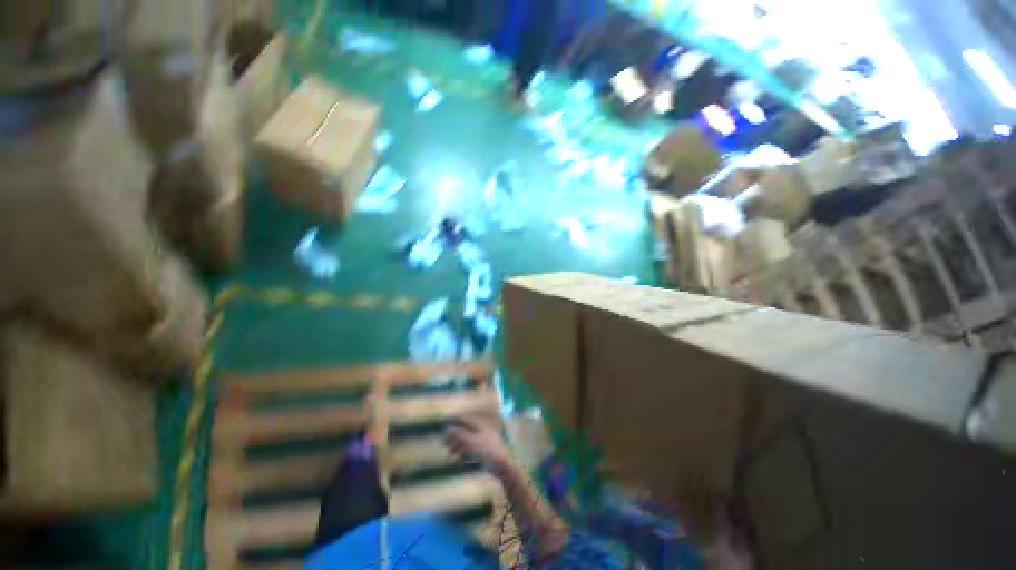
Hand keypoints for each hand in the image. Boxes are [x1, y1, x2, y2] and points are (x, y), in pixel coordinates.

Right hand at [444, 419, 513, 475]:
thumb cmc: (487, 451)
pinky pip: (474, 451)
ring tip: (451, 453)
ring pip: (470, 441)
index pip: (466, 422)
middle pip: (467, 432)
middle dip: (456, 437)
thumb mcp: (471, 442)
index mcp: (481, 426)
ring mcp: (487, 442)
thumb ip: (459, 435)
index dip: (455, 424)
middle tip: (445, 444)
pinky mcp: (488, 453)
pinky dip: (465, 453)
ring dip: (459, 446)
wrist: (503, 466)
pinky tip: (460, 460)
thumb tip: (447, 429)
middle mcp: (484, 432)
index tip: (445, 430)